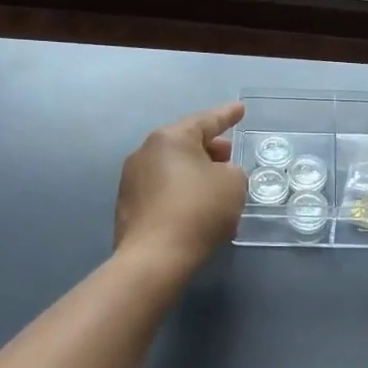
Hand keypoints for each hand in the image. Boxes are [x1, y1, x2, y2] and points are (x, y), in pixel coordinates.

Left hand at [115, 101, 248, 267]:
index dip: (227, 115)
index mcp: (171, 138)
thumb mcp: (233, 183)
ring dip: (196, 175)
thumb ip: (232, 171)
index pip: (206, 120)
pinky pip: (162, 191)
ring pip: (173, 169)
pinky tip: (197, 211)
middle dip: (211, 149)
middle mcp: (145, 152)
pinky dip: (182, 194)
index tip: (240, 109)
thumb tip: (218, 175)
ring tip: (217, 189)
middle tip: (230, 157)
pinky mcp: (127, 206)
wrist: (154, 258)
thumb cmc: (198, 210)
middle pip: (185, 144)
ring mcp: (131, 180)